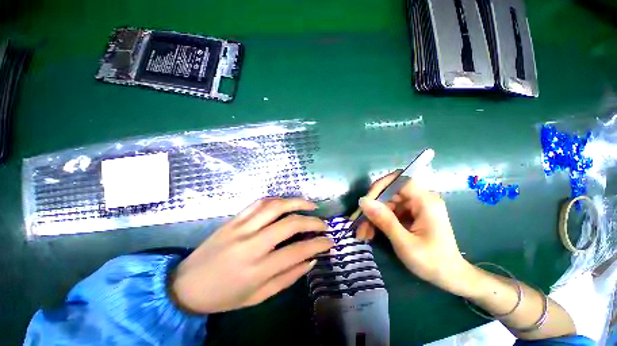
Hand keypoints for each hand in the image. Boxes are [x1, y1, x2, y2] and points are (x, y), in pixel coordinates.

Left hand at [171, 198, 332, 313]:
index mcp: (258, 269)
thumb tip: (311, 259)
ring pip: (275, 206)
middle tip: (324, 223)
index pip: (297, 251)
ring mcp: (241, 228)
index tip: (330, 242)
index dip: (318, 244)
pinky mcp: (234, 219)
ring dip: (297, 202)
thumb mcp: (259, 297)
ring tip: (311, 205)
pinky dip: (277, 199)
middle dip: (313, 222)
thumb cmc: (224, 296)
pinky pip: (259, 203)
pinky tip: (287, 202)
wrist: (186, 285)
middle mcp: (251, 244)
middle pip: (289, 224)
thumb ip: (288, 277)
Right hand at [356, 172, 475, 296]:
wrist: (451, 277)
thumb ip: (384, 220)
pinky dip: (379, 222)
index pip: (399, 180)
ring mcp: (415, 207)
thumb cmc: (432, 262)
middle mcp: (420, 199)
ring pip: (386, 203)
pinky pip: (390, 212)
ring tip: (363, 234)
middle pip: (389, 193)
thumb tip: (363, 201)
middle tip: (359, 224)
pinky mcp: (411, 214)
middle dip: (372, 208)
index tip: (366, 202)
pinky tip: (371, 233)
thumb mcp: (405, 243)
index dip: (380, 186)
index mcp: (425, 201)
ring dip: (373, 217)